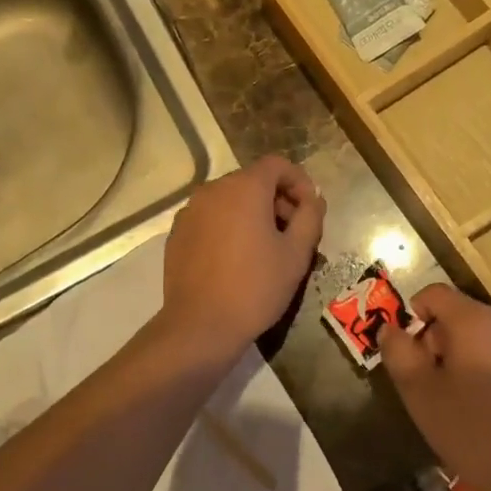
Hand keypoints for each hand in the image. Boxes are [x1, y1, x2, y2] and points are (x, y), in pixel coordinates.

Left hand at [157, 156, 325, 359]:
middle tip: (293, 233)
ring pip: (229, 200)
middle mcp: (212, 190)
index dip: (299, 181)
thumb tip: (313, 199)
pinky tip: (236, 260)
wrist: (201, 325)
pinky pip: (210, 219)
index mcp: (244, 188)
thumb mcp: (296, 253)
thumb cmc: (256, 287)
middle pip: (252, 181)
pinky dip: (228, 227)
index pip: (277, 165)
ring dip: (252, 214)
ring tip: (266, 249)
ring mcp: (190, 211)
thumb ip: (310, 216)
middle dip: (277, 200)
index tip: (310, 210)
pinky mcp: (177, 234)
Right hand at [379, 285, 490, 490]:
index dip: (415, 316)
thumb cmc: (469, 429)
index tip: (413, 354)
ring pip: (490, 335)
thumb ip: (398, 352)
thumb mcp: (418, 392)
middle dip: (443, 340)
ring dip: (472, 354)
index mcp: (476, 320)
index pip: (435, 294)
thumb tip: (390, 328)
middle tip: (437, 383)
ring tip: (468, 396)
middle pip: (463, 315)